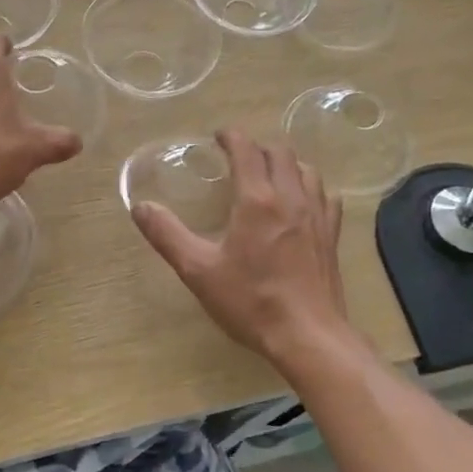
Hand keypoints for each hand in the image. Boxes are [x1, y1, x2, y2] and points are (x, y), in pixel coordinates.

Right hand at [132, 129, 349, 364]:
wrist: (308, 335)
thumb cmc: (250, 301)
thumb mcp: (198, 270)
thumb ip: (167, 235)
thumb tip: (140, 207)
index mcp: (256, 200)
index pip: (247, 149)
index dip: (232, 136)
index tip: (218, 137)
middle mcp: (291, 197)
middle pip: (280, 153)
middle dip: (258, 147)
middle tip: (238, 157)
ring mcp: (317, 216)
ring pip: (306, 170)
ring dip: (285, 164)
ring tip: (268, 175)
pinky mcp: (332, 236)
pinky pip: (325, 196)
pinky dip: (310, 188)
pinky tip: (301, 203)